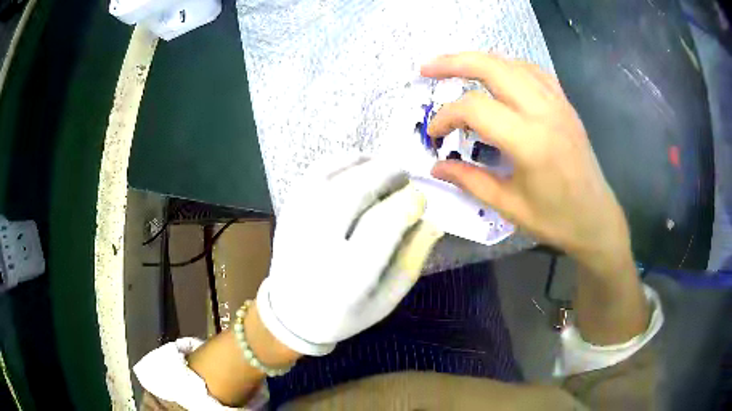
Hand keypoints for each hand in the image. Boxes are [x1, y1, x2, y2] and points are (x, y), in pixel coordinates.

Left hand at [257, 157, 443, 355]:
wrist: (292, 314)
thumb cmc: (345, 314)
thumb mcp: (387, 300)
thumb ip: (412, 260)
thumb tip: (432, 219)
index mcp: (349, 277)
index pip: (383, 225)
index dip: (407, 203)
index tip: (420, 199)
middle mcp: (318, 246)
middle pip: (354, 192)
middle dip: (386, 175)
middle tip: (404, 176)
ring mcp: (297, 225)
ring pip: (332, 177)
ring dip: (364, 164)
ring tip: (384, 167)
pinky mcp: (287, 212)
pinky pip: (312, 174)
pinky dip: (337, 161)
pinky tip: (357, 163)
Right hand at [422, 52, 631, 273]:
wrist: (596, 218)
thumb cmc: (555, 219)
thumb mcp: (509, 206)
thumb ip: (470, 180)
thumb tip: (437, 167)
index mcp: (529, 141)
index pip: (475, 109)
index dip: (446, 117)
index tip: (434, 135)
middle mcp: (544, 112)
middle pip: (491, 67)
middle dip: (453, 63)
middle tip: (427, 69)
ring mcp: (557, 103)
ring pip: (512, 63)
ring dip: (479, 60)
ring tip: (456, 67)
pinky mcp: (565, 104)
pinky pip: (533, 71)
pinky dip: (508, 66)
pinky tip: (497, 74)